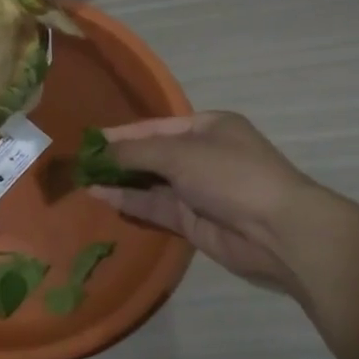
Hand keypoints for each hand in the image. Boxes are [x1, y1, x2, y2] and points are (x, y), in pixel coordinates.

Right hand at [88, 112, 309, 292]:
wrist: (278, 231)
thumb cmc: (230, 175)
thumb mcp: (179, 153)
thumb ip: (135, 152)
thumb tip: (100, 152)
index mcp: (208, 127)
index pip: (155, 127)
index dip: (122, 133)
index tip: (89, 140)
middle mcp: (202, 155)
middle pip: (151, 154)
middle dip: (118, 158)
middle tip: (80, 163)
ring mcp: (197, 190)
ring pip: (149, 182)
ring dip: (119, 181)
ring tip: (83, 180)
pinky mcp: (192, 220)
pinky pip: (154, 207)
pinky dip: (129, 202)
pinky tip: (101, 197)